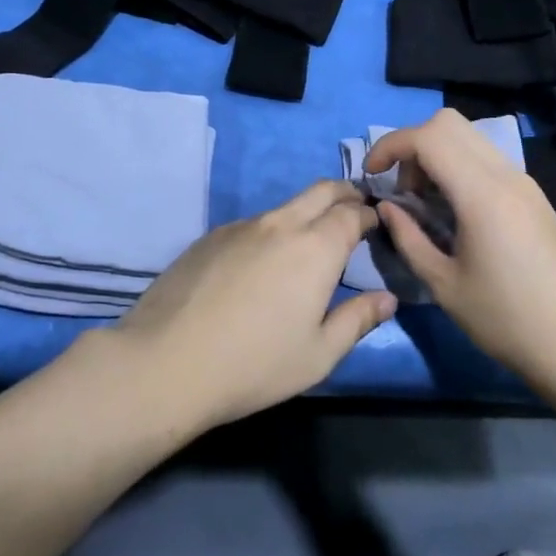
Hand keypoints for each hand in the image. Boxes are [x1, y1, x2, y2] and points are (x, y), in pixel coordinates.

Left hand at [107, 180, 397, 430]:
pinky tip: (259, 266)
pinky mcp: (210, 236)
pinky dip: (270, 232)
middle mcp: (280, 224)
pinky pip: (252, 224)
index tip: (376, 223)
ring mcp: (241, 226)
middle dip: (344, 194)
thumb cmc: (255, 364)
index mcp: (315, 248)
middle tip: (354, 210)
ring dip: (305, 214)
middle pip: (321, 190)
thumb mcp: (318, 354)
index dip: (369, 214)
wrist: (168, 360)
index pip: (352, 213)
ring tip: (307, 244)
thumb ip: (357, 320)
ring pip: (284, 207)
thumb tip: (387, 298)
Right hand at [367, 109, 555, 392]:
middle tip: (402, 189)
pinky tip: (454, 211)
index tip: (372, 175)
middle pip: (448, 123)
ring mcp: (524, 182)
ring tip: (425, 202)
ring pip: (469, 137)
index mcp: (482, 194)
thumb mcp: (444, 285)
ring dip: (436, 154)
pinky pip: (486, 158)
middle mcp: (505, 175)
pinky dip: (459, 166)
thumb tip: (387, 206)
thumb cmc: (507, 321)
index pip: (428, 137)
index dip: (390, 145)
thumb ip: (408, 238)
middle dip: (413, 144)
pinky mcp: (534, 196)